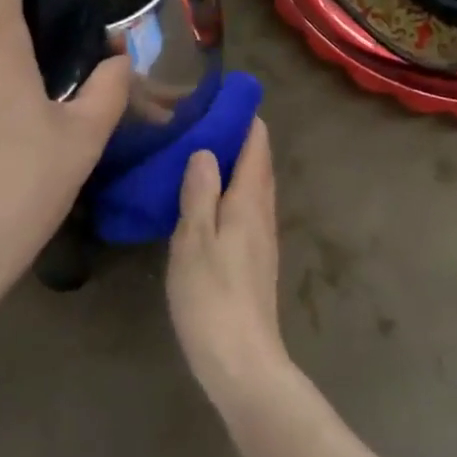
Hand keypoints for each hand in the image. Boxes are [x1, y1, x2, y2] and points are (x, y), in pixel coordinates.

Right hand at [167, 119, 291, 396]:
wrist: (241, 361)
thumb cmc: (212, 298)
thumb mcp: (193, 241)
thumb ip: (199, 193)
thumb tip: (205, 150)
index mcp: (248, 204)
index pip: (256, 147)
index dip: (244, 119)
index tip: (222, 96)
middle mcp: (262, 216)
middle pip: (258, 166)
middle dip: (240, 138)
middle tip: (204, 118)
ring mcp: (262, 240)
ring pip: (253, 189)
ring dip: (236, 165)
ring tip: (202, 150)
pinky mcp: (254, 261)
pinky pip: (246, 210)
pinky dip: (231, 191)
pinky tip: (208, 199)